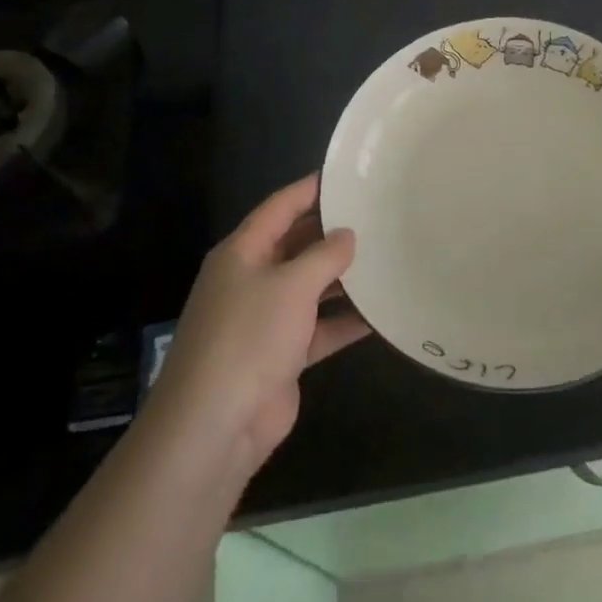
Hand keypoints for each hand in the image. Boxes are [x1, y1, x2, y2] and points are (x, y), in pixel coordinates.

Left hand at [149, 174, 369, 476]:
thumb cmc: (249, 337)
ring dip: (343, 278)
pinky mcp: (281, 355)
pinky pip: (318, 328)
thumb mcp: (291, 285)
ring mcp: (265, 319)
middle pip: (296, 245)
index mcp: (242, 252)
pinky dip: (344, 321)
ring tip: (386, 257)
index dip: (310, 189)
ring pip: (310, 287)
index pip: (279, 207)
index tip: (347, 176)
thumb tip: (347, 235)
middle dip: (332, 233)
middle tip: (377, 216)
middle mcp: (251, 279)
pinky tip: (380, 314)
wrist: (214, 425)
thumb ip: (324, 256)